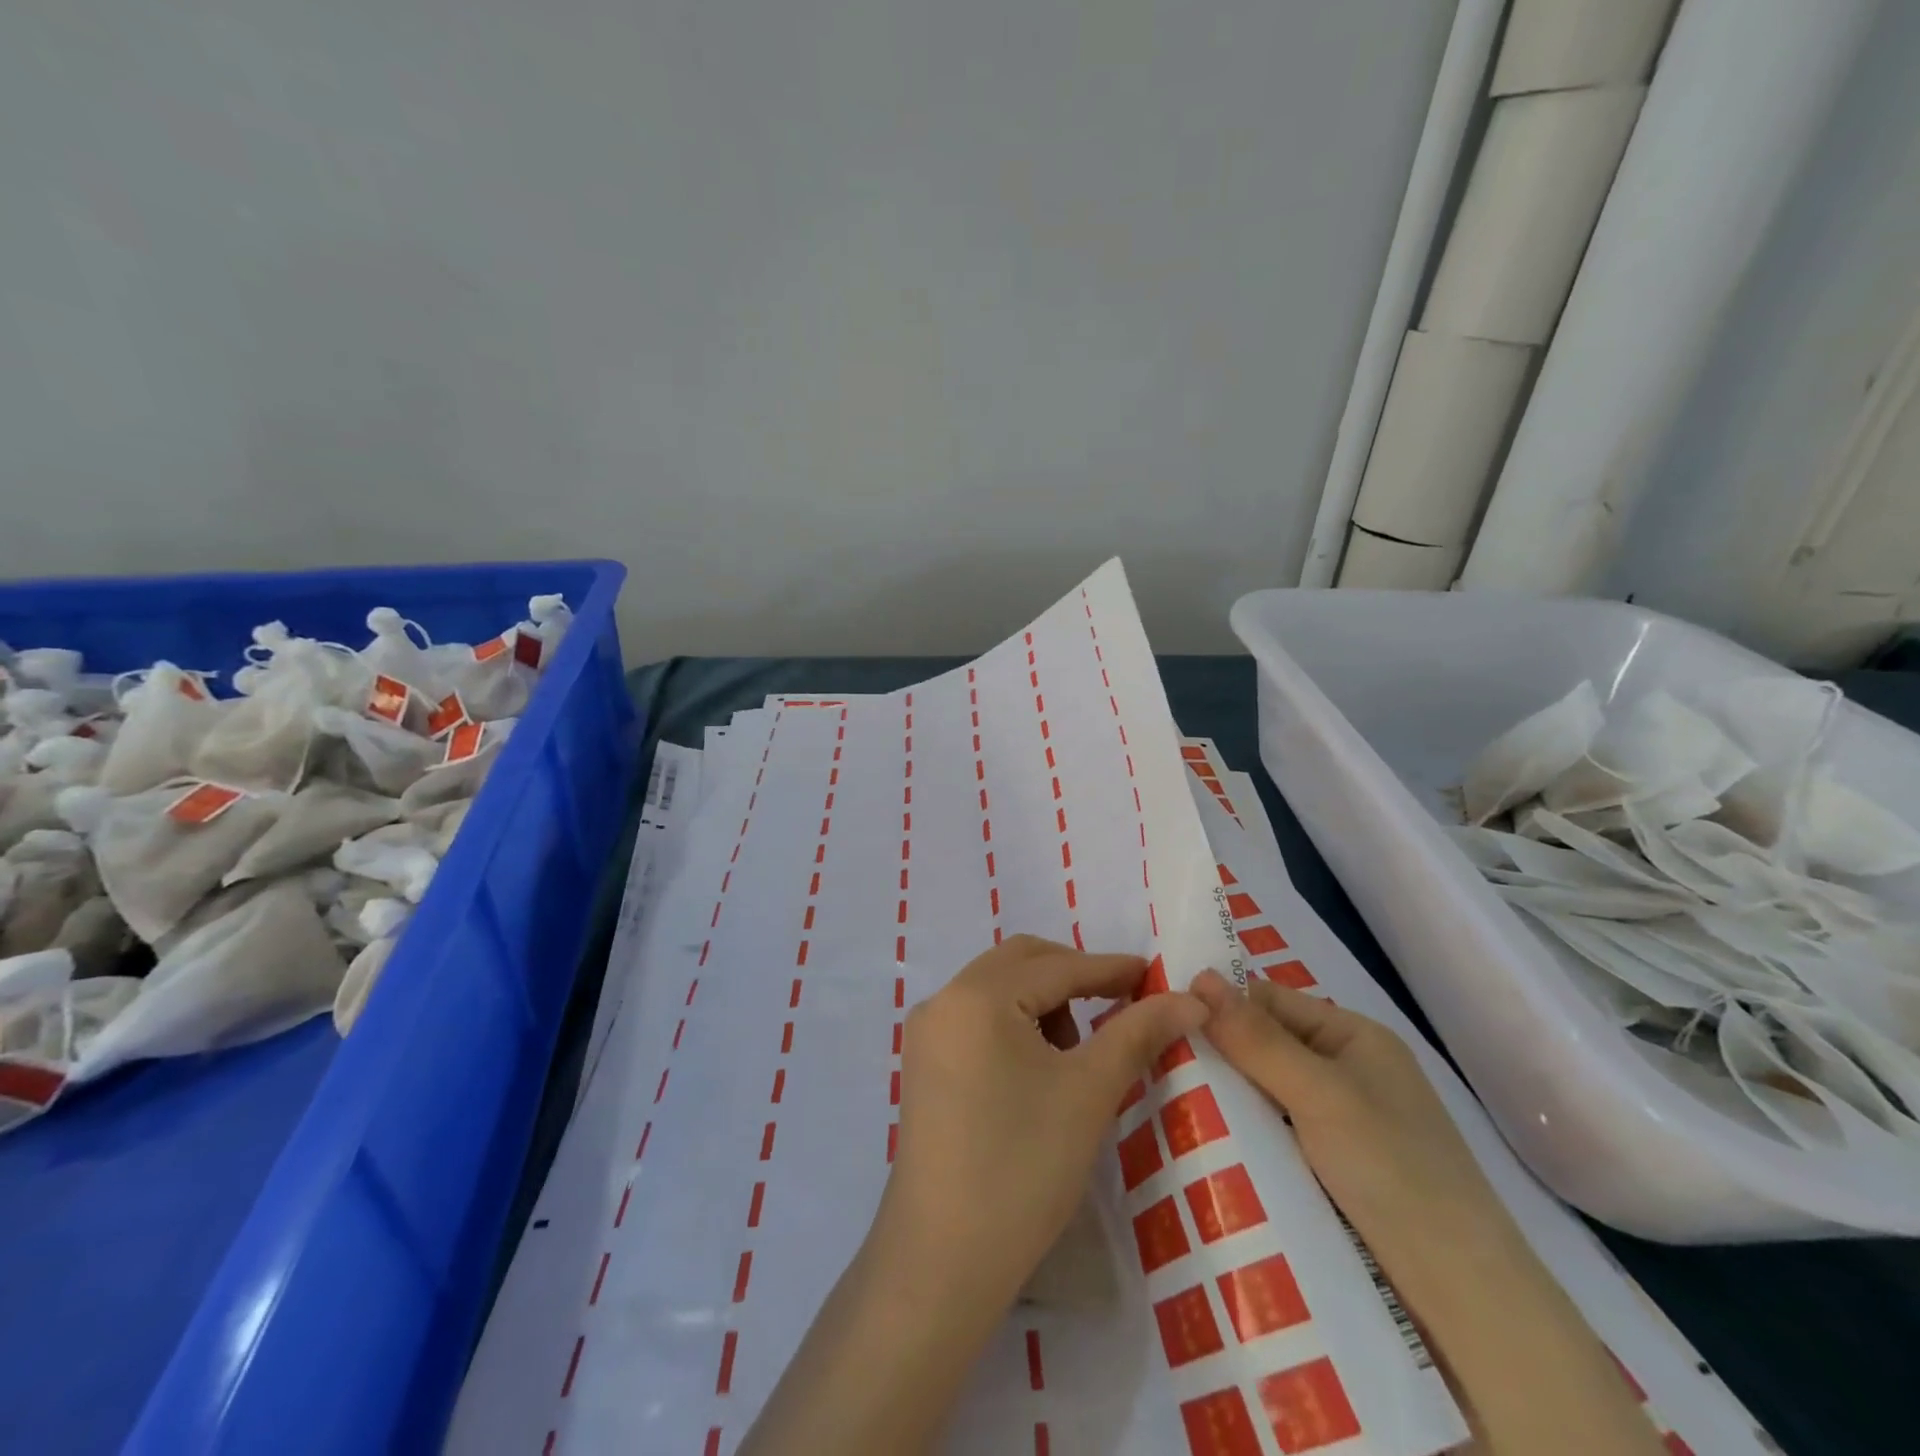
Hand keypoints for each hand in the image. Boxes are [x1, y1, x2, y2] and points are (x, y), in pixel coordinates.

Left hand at [883, 935, 1208, 1310]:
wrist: (943, 1259)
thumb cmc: (1023, 1167)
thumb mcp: (1089, 1093)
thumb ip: (1138, 1033)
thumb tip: (1190, 999)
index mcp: (978, 995)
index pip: (1057, 967)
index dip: (1110, 969)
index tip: (1155, 976)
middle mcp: (944, 999)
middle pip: (1021, 963)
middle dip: (1073, 975)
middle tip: (1120, 1004)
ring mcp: (927, 1032)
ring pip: (997, 988)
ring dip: (1044, 1001)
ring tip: (1077, 1053)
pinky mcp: (922, 1063)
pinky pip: (977, 1018)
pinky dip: (1015, 1023)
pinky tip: (1039, 1069)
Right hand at [1191, 971, 1663, 1455]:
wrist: (1463, 1299)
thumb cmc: (1393, 1171)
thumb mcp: (1319, 1093)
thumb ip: (1256, 1037)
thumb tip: (1196, 975)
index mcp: (1353, 1036)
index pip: (1268, 1000)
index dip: (1219, 1006)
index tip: (1162, 1018)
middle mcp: (1346, 1071)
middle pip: (1264, 1046)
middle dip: (1218, 1056)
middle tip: (1156, 1064)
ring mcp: (1339, 1123)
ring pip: (1263, 1093)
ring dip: (1226, 1099)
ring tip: (1166, 1101)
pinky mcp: (1331, 1170)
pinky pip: (1274, 1134)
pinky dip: (1244, 1134)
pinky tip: (1205, 1142)